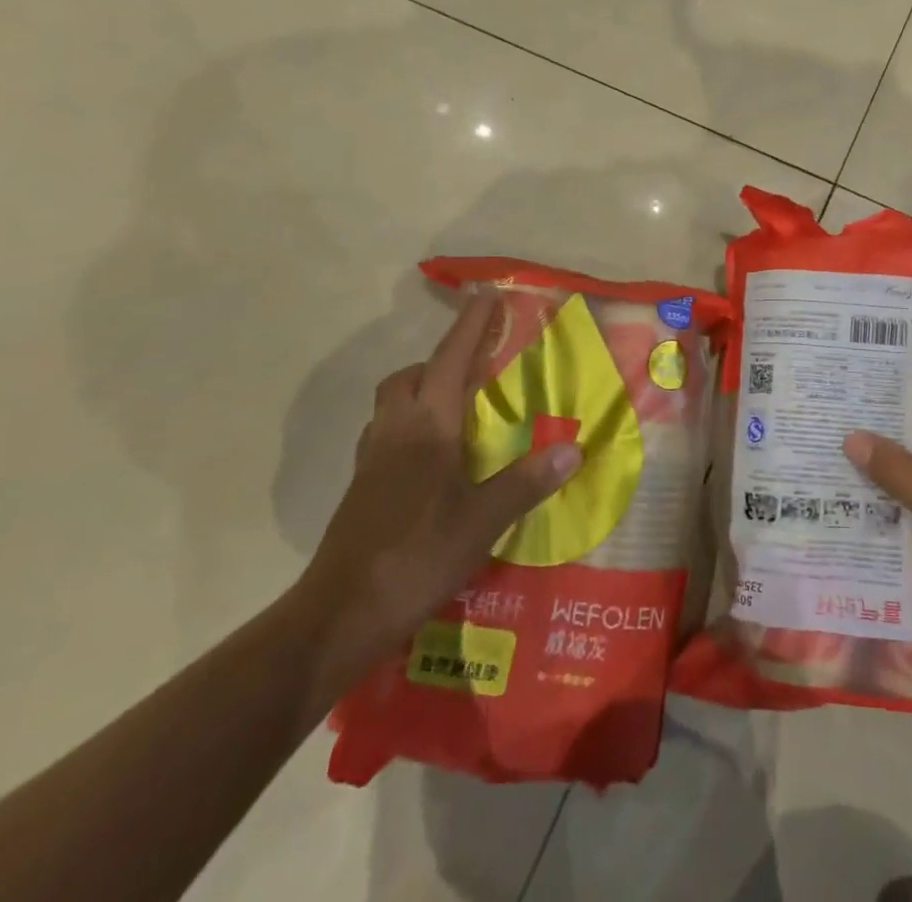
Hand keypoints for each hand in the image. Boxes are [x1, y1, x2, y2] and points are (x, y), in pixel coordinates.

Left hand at [297, 290, 581, 675]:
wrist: (337, 616)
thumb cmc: (415, 557)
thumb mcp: (481, 521)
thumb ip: (526, 482)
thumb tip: (574, 448)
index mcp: (426, 427)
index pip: (450, 361)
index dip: (470, 326)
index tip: (487, 294)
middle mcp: (394, 433)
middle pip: (409, 377)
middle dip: (440, 361)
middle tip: (476, 367)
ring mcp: (372, 462)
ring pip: (392, 406)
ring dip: (421, 392)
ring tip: (459, 409)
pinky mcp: (362, 491)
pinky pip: (387, 437)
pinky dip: (411, 428)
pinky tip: (434, 460)